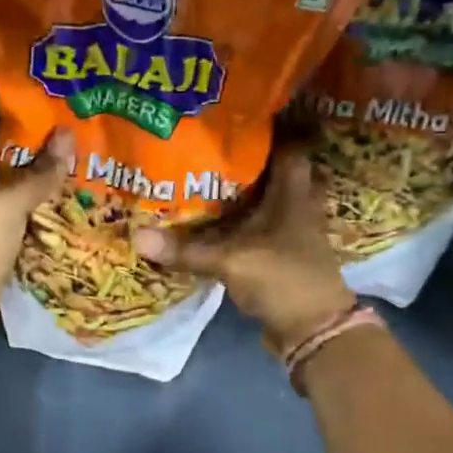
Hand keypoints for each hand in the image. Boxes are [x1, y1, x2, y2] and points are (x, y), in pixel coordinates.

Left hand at [0, 128, 74, 320]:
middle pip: (5, 161)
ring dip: (41, 183)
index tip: (49, 110)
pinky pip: (21, 219)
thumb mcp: (8, 201)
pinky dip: (40, 212)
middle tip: (74, 138)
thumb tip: (67, 134)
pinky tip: (68, 205)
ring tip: (79, 166)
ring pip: (15, 192)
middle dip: (36, 151)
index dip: (14, 118)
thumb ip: (39, 172)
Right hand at [132, 148, 354, 352]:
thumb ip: (187, 250)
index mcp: (293, 194)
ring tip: (204, 180)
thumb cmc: (282, 279)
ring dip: (243, 194)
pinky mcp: (283, 255)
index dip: (266, 131)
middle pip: (275, 172)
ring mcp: (292, 232)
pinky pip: (259, 229)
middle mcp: (297, 206)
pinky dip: (240, 224)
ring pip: (266, 201)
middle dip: (248, 162)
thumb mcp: (231, 261)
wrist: (314, 330)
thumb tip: (139, 236)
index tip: (232, 121)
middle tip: (211, 150)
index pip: (288, 147)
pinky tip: (213, 223)